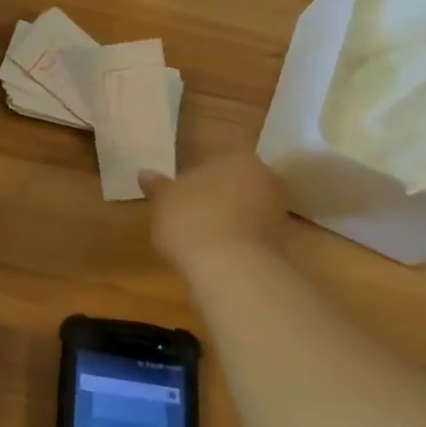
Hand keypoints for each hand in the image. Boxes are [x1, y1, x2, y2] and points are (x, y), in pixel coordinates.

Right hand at [141, 152, 288, 270]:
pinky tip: (217, 252)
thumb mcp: (163, 200)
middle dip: (218, 196)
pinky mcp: (281, 242)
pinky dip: (238, 239)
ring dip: (229, 218)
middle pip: (236, 183)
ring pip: (247, 208)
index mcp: (236, 158)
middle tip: (191, 212)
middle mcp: (264, 178)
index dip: (196, 178)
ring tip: (202, 236)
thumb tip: (144, 173)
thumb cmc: (190, 219)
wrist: (229, 268)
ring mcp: (277, 211)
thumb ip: (157, 185)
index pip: (215, 161)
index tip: (181, 194)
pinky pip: (253, 233)